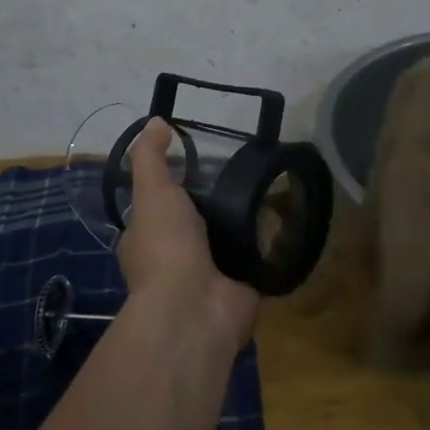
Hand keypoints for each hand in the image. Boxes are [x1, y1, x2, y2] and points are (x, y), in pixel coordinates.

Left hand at [118, 119, 258, 349]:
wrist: (196, 308)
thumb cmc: (166, 246)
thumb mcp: (152, 191)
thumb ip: (150, 157)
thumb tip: (156, 121)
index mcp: (145, 241)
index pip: (156, 209)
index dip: (171, 187)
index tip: (195, 164)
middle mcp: (173, 261)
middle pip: (194, 224)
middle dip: (212, 205)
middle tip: (239, 173)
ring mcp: (207, 276)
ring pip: (225, 241)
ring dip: (241, 223)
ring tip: (265, 189)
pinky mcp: (240, 287)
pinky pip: (254, 259)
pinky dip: (267, 243)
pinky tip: (284, 218)